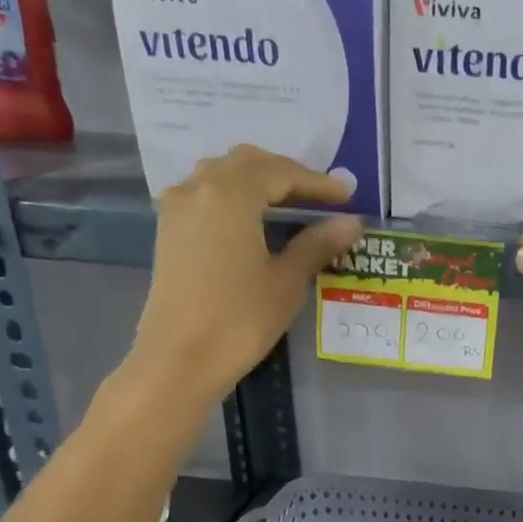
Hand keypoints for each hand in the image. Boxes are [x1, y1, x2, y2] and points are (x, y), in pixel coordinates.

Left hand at [130, 146, 362, 394]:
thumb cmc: (240, 319)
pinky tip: (254, 220)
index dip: (317, 183)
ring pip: (222, 174)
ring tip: (290, 205)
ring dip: (259, 181)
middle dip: (287, 174)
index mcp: (230, 194)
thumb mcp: (287, 281)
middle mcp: (199, 188)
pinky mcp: (170, 230)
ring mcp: (179, 207)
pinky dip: (235, 195)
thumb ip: (317, 244)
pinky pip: (206, 193)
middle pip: (248, 163)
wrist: (180, 358)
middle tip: (320, 197)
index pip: (281, 173)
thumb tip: (352, 222)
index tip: (348, 197)